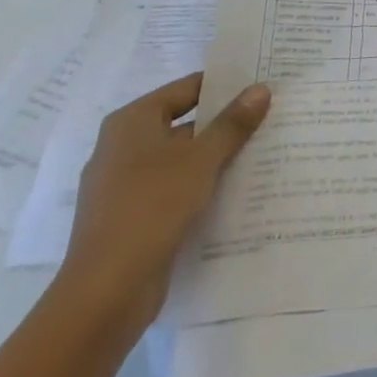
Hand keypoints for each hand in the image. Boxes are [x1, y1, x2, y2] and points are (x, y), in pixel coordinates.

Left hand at [57, 73, 271, 330]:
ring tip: (264, 150)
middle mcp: (123, 147)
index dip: (224, 85)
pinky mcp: (132, 217)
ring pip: (181, 159)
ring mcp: (124, 185)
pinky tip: (237, 189)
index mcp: (131, 122)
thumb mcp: (201, 160)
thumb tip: (261, 88)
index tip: (261, 84)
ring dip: (216, 156)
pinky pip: (174, 189)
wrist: (106, 293)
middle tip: (270, 115)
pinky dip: (202, 186)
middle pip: (184, 123)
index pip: (186, 88)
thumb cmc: (151, 208)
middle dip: (224, 123)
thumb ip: (232, 124)